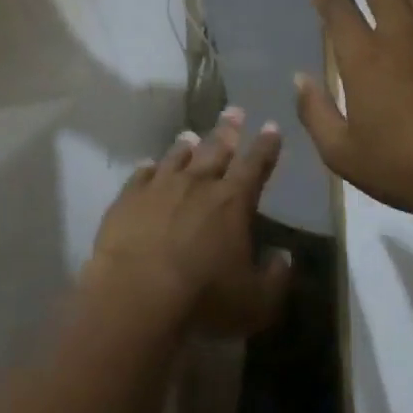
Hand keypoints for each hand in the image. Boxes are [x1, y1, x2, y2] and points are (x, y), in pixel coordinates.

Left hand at [85, 109, 292, 338]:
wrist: (136, 292)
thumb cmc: (203, 298)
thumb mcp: (256, 302)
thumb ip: (275, 278)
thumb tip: (284, 257)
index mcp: (232, 202)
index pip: (255, 165)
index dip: (265, 146)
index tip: (271, 126)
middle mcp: (197, 184)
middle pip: (216, 149)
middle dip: (228, 130)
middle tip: (234, 110)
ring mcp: (159, 186)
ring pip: (176, 157)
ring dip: (186, 145)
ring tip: (191, 135)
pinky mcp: (128, 197)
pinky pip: (141, 174)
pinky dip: (148, 168)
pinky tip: (148, 164)